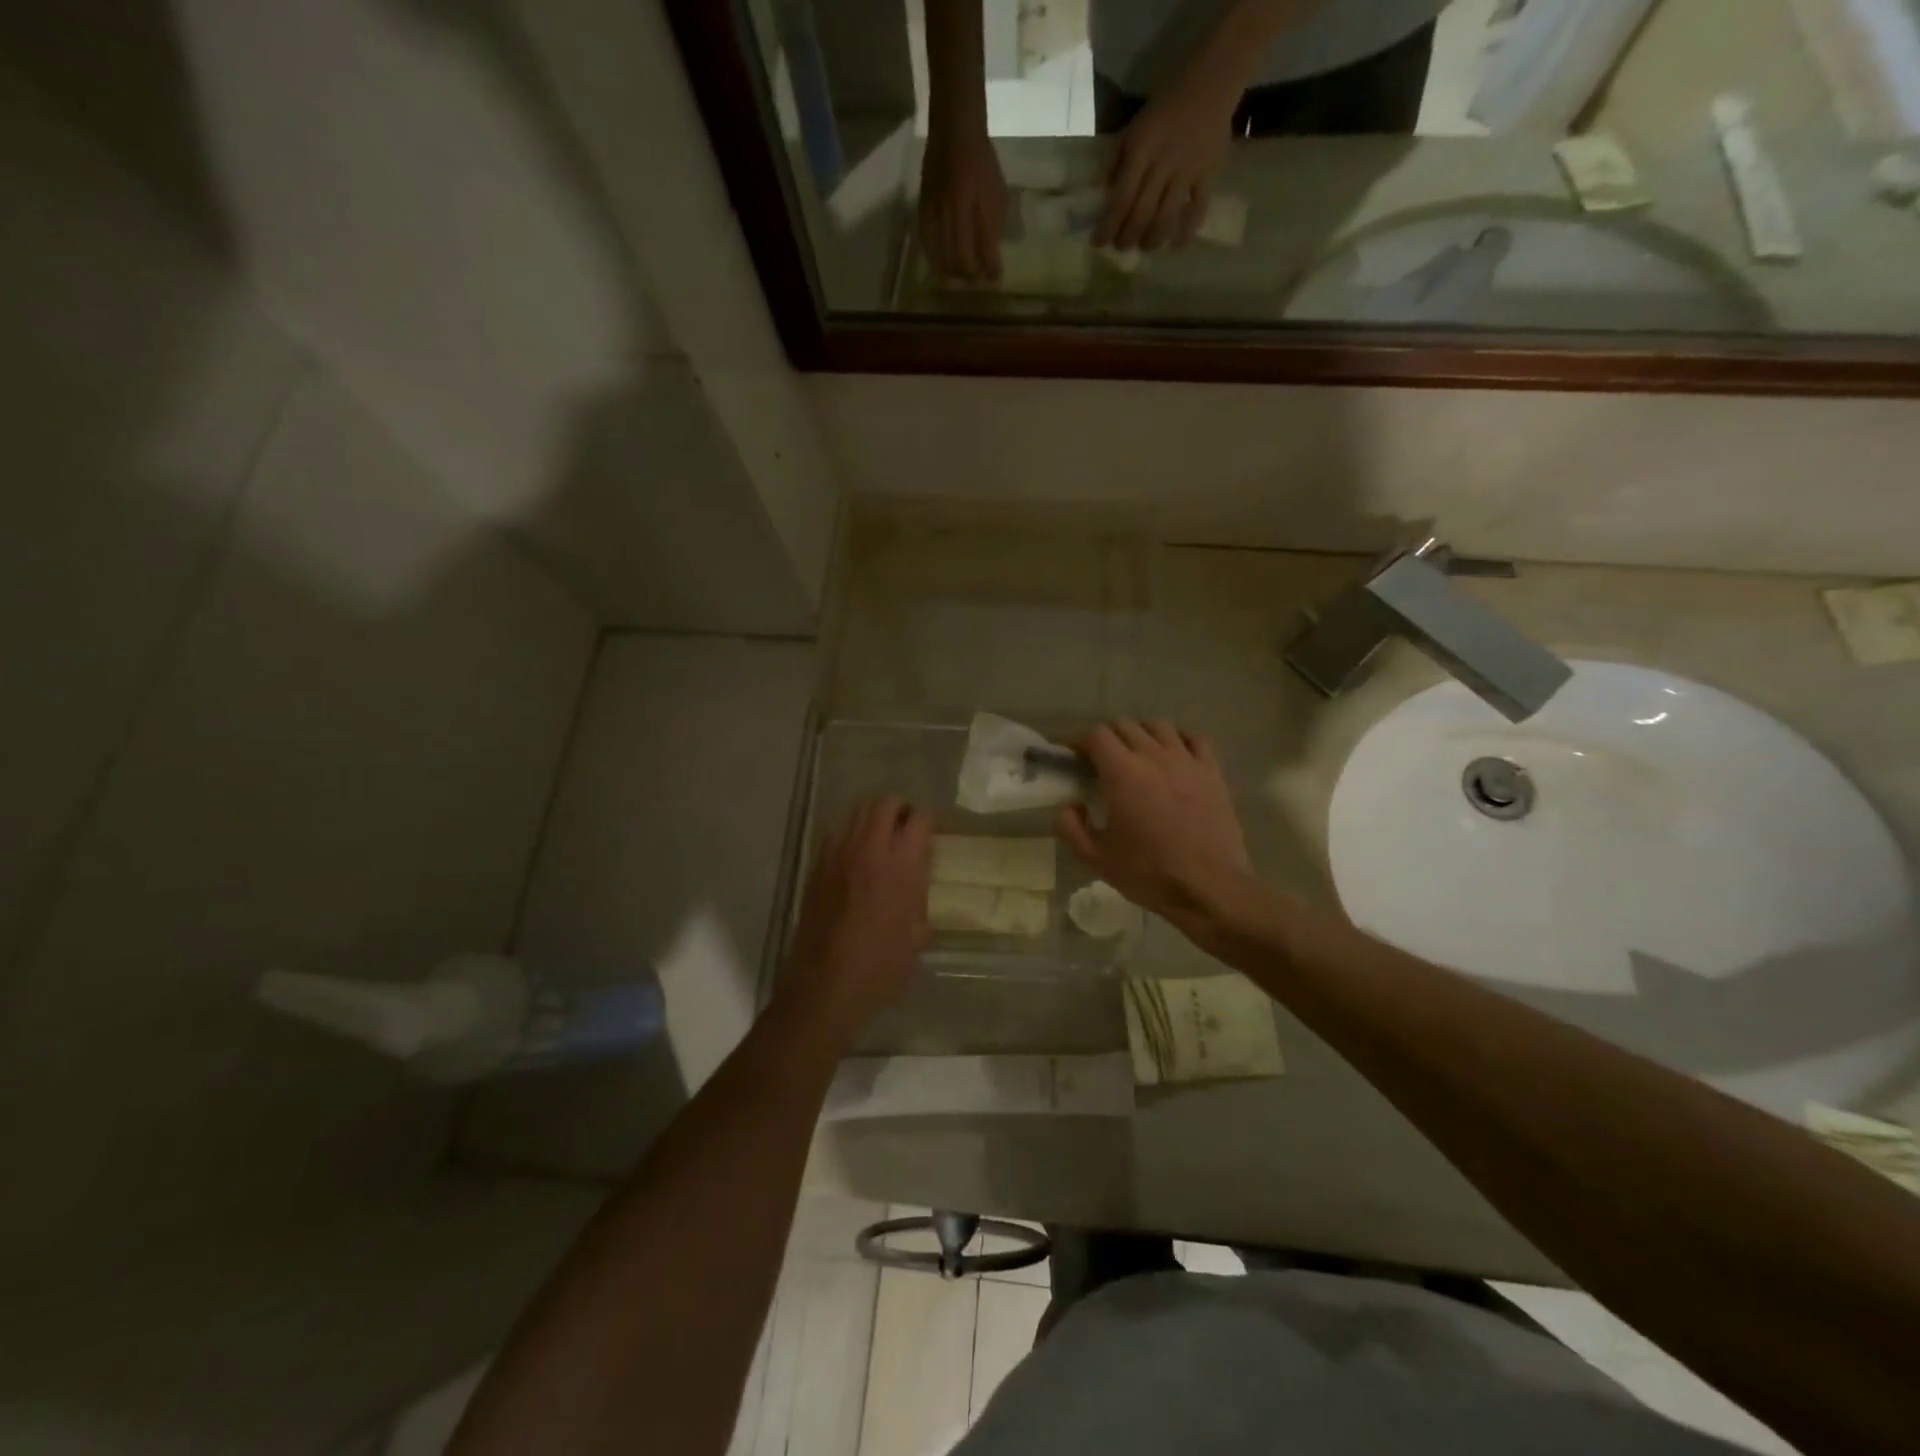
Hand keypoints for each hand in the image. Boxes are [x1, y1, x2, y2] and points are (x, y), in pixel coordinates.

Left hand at [782, 795, 932, 1027]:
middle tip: (906, 826)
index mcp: (900, 866)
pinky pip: (836, 834)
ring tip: (880, 837)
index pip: (919, 820)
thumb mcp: (917, 936)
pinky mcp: (817, 867)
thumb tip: (916, 882)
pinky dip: (850, 835)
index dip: (929, 822)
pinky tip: (855, 859)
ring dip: (873, 817)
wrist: (826, 985)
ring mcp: (838, 855)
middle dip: (900, 808)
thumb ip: (920, 898)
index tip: (931, 834)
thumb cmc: (881, 967)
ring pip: (856, 812)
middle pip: (884, 802)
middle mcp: (869, 850)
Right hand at [917, 122, 1007, 281]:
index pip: (986, 251)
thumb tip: (992, 253)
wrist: (955, 130)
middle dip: (970, 276)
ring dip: (952, 272)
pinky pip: (927, 243)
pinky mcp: (923, 209)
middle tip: (975, 282)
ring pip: (942, 257)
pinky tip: (939, 263)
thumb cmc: (982, 161)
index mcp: (978, 209)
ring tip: (958, 278)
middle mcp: (956, 214)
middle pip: (961, 260)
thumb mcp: (998, 192)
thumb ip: (994, 224)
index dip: (991, 270)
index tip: (995, 280)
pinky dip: (934, 258)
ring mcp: (937, 213)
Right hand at [1055, 721, 1251, 926]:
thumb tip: (1070, 806)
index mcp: (1122, 773)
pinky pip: (1196, 738)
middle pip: (1125, 725)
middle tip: (1101, 763)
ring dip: (1141, 734)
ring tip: (1137, 756)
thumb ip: (1070, 827)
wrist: (1209, 888)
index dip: (1080, 741)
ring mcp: (1187, 761)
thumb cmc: (1149, 873)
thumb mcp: (1096, 858)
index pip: (1096, 735)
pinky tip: (1174, 755)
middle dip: (1108, 738)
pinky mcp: (1213, 772)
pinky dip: (1180, 739)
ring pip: (1159, 726)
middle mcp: (1154, 756)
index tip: (1074, 758)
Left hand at [1093, 71, 1236, 249]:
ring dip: (1152, 239)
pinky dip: (1187, 231)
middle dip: (1128, 237)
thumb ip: (1118, 160)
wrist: (1212, 81)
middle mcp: (1163, 164)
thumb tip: (1101, 192)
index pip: (1121, 198)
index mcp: (1142, 150)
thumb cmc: (1167, 105)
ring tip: (1145, 246)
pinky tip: (1177, 246)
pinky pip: (1198, 209)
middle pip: (1142, 213)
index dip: (1108, 226)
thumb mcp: (1135, 127)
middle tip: (1121, 247)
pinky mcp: (1209, 174)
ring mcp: (1188, 171)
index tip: (1098, 243)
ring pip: (1166, 217)